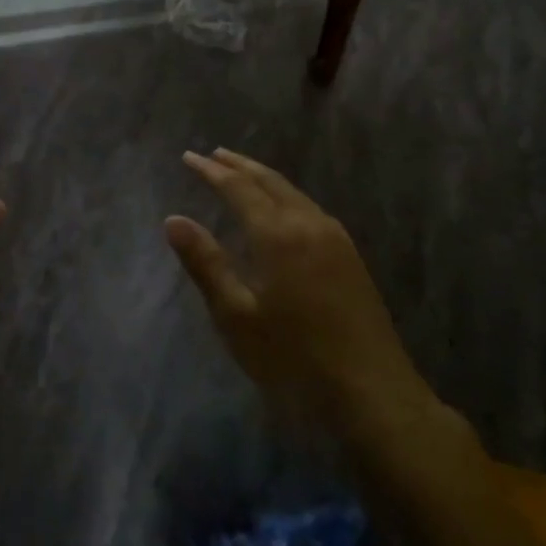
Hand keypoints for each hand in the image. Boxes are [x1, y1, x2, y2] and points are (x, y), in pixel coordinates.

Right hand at [165, 149, 423, 427]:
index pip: (238, 188)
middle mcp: (309, 224)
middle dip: (239, 166)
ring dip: (264, 179)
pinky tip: (282, 210)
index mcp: (279, 234)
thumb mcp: (236, 315)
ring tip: (242, 173)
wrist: (371, 391)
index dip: (211, 171)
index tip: (188, 157)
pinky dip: (286, 196)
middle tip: (213, 154)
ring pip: (294, 193)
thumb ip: (206, 263)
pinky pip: (310, 209)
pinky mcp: (351, 257)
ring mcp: (336, 239)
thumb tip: (173, 220)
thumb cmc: (293, 357)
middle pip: (270, 181)